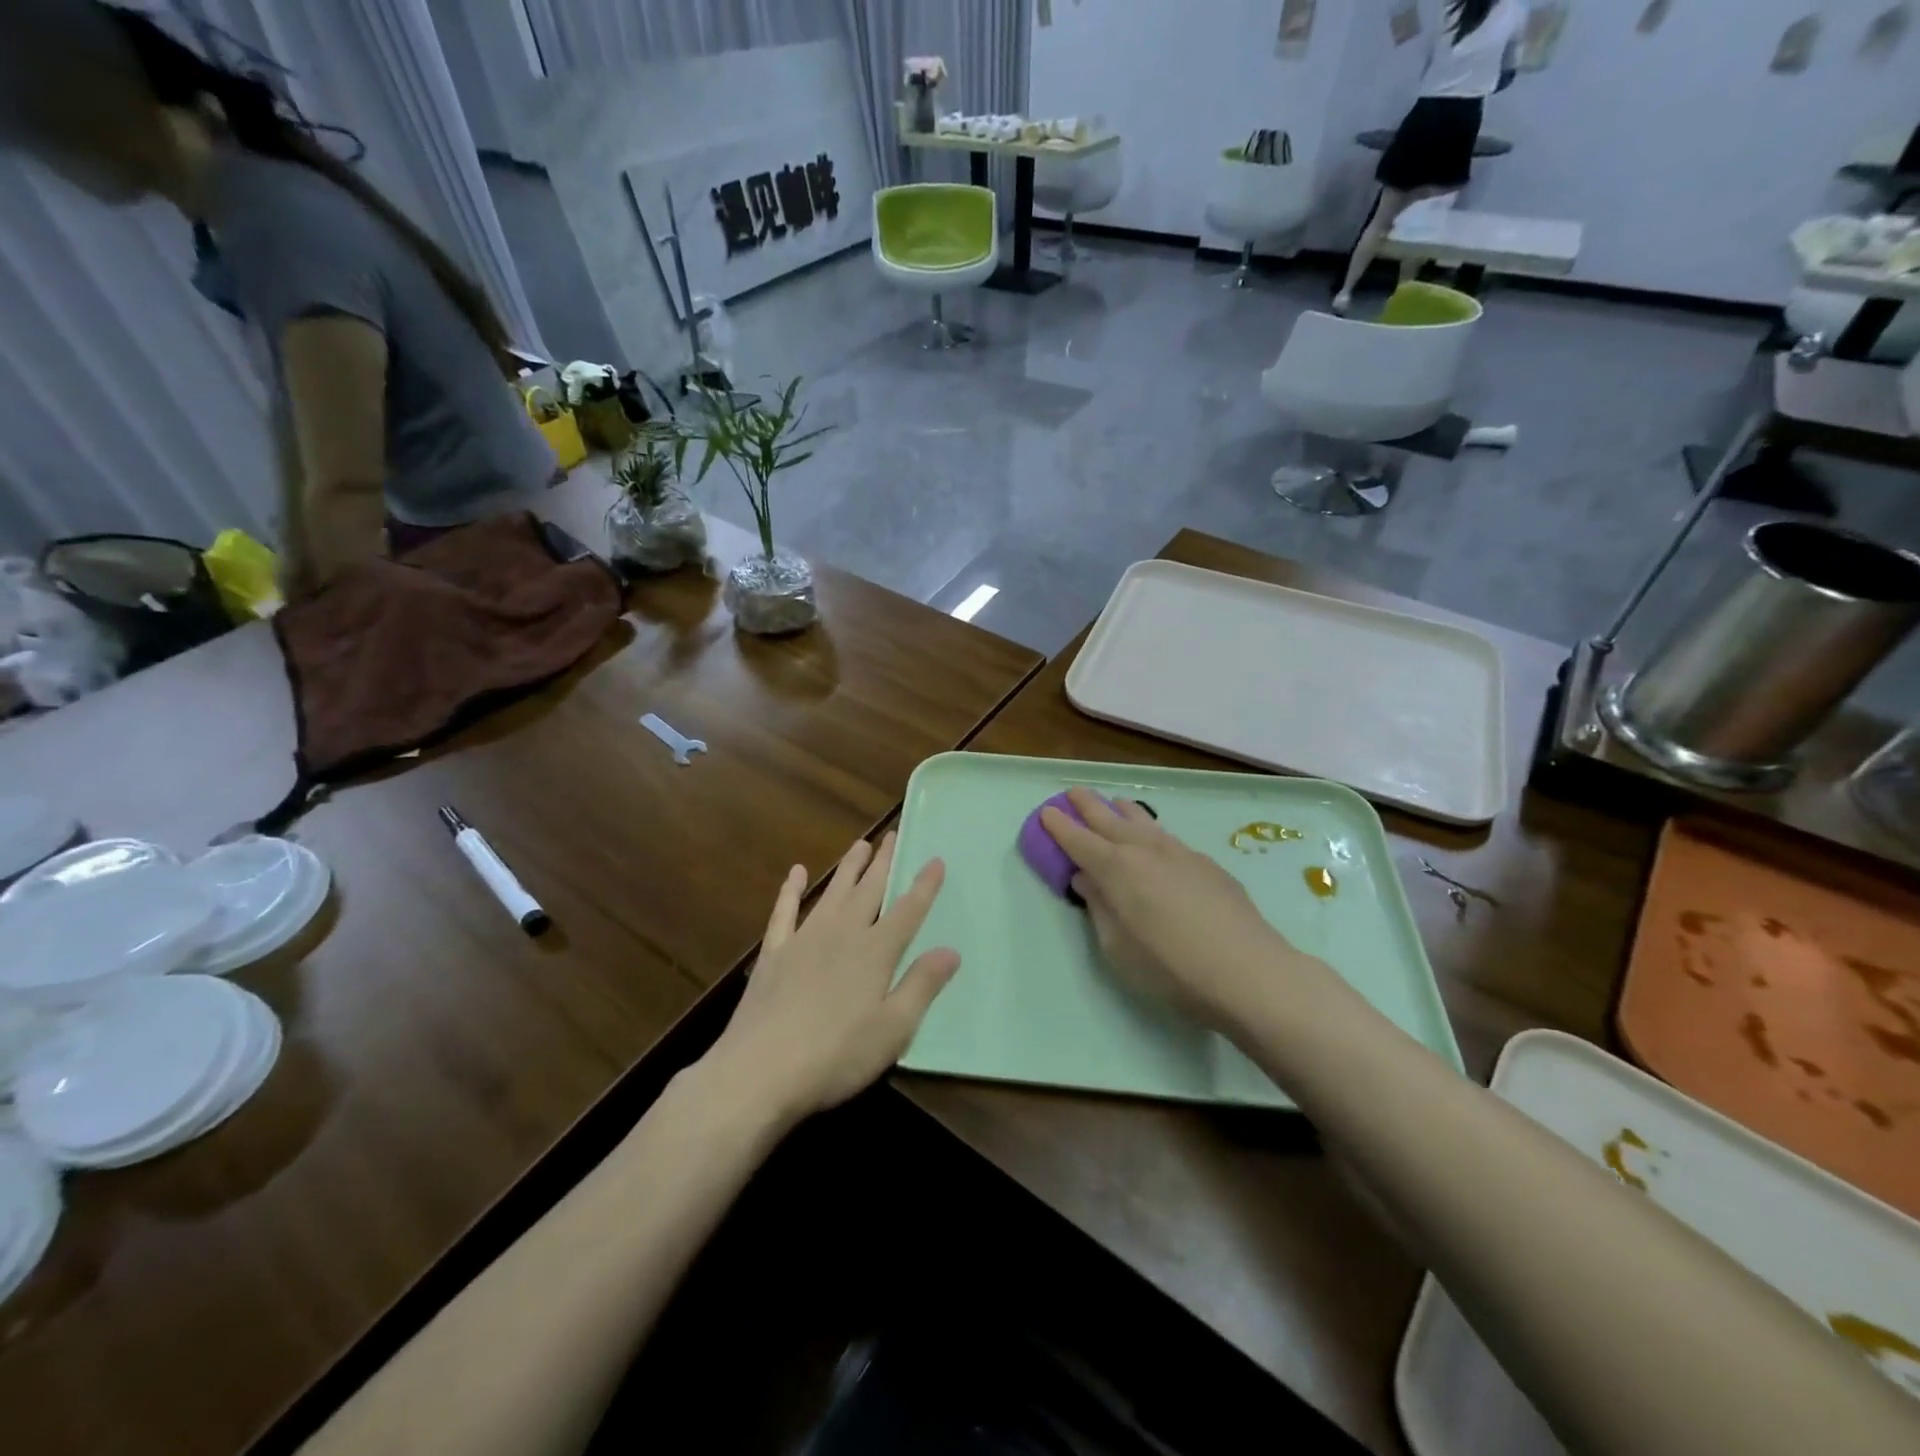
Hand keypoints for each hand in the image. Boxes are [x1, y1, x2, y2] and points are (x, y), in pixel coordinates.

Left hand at [706, 833, 960, 1127]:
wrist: (759, 1071)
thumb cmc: (836, 1056)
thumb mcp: (893, 1029)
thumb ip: (922, 985)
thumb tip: (951, 950)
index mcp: (875, 952)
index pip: (907, 911)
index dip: (924, 885)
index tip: (935, 859)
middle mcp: (842, 934)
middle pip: (869, 890)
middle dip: (884, 862)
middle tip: (893, 834)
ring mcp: (804, 940)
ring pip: (833, 892)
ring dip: (848, 868)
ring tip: (861, 844)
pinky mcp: (774, 953)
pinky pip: (785, 912)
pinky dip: (791, 890)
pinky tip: (796, 873)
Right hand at [1041, 787, 1319, 1033]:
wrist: (1248, 971)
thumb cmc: (1171, 968)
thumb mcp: (1118, 948)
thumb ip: (1099, 908)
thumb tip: (1086, 879)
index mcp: (1116, 869)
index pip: (1079, 840)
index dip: (1059, 826)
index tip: (1046, 812)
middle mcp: (1144, 850)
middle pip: (1108, 819)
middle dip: (1087, 805)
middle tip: (1073, 792)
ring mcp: (1179, 852)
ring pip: (1143, 821)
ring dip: (1121, 810)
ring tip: (1113, 803)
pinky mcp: (1206, 863)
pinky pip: (1167, 836)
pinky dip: (1151, 830)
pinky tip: (1155, 840)